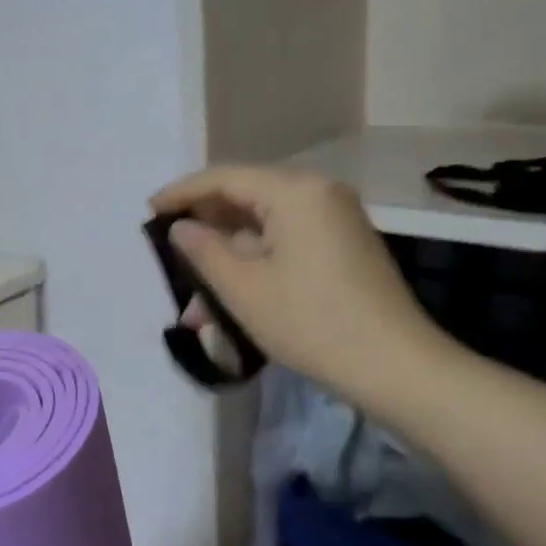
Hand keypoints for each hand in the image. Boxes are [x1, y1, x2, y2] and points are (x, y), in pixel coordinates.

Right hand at [150, 165, 453, 416]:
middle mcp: (319, 193)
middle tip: (169, 252)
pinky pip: (287, 241)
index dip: (183, 193)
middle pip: (247, 197)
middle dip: (206, 229)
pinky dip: (256, 262)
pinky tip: (232, 295)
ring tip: (196, 298)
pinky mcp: (343, 246)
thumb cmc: (313, 323)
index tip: (149, 211)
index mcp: (296, 192)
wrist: (397, 367)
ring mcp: (336, 220)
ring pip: (265, 226)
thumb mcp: (245, 289)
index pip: (225, 179)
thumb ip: (204, 250)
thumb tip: (181, 227)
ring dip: (229, 255)